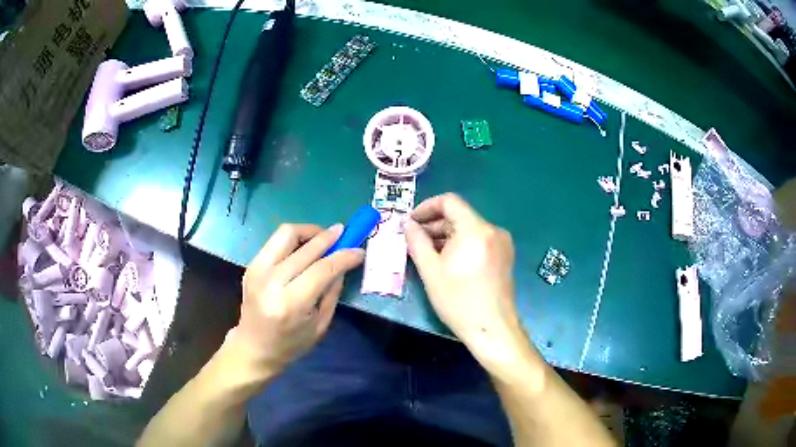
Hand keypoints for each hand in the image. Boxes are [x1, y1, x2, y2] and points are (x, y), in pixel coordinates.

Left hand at [230, 223, 363, 376]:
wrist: (254, 347)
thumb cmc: (291, 343)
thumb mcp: (320, 325)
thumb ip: (332, 291)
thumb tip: (343, 262)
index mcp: (290, 304)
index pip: (322, 270)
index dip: (343, 257)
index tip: (359, 250)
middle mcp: (271, 282)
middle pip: (305, 248)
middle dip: (329, 237)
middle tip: (344, 233)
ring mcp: (257, 270)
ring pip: (286, 233)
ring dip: (309, 231)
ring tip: (324, 237)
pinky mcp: (251, 265)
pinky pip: (276, 241)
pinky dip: (295, 239)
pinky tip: (305, 246)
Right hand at [404, 194, 531, 373]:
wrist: (492, 329)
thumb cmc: (458, 301)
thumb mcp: (431, 271)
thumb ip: (416, 241)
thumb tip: (407, 224)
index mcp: (476, 229)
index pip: (449, 201)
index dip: (426, 207)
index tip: (410, 222)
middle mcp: (493, 230)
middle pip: (459, 215)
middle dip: (434, 224)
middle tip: (414, 240)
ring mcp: (502, 242)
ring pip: (468, 228)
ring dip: (446, 235)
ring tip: (427, 252)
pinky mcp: (504, 255)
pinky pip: (478, 240)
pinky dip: (460, 244)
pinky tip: (448, 261)